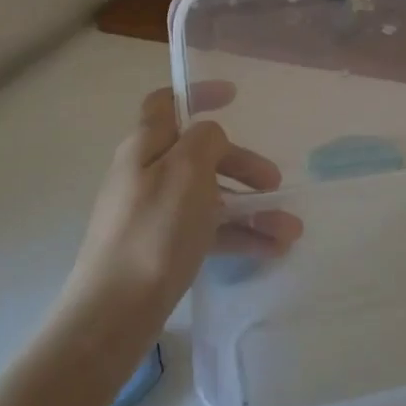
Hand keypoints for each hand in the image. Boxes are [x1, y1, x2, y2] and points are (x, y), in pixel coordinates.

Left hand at [65, 84, 302, 322]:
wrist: (114, 312)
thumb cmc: (154, 231)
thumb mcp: (186, 171)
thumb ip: (205, 140)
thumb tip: (210, 136)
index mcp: (145, 147)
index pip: (166, 103)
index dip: (198, 93)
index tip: (234, 96)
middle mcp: (147, 174)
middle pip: (200, 155)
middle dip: (242, 164)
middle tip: (275, 182)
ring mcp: (154, 214)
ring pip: (211, 197)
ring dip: (251, 208)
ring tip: (290, 230)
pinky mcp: (162, 249)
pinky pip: (208, 231)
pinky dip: (239, 236)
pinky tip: (272, 250)